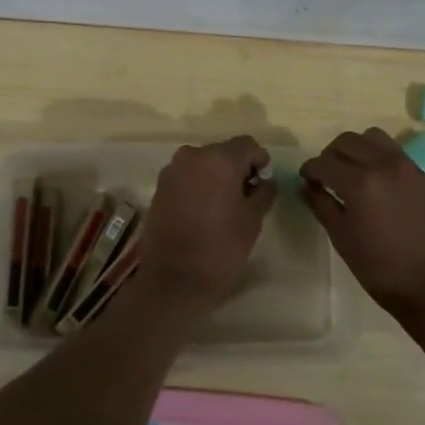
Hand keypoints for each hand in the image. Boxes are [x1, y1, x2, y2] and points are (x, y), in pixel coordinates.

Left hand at [139, 136, 276, 314]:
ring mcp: (172, 170)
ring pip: (203, 164)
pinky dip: (197, 186)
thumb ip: (263, 192)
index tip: (263, 184)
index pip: (248, 144)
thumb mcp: (252, 220)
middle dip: (237, 169)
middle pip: (223, 152)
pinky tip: (202, 212)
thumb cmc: (221, 248)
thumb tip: (265, 181)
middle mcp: (193, 155)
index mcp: (219, 159)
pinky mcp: (159, 187)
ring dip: (215, 177)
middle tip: (246, 197)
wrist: (174, 279)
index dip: (259, 161)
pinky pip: (186, 177)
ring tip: (223, 206)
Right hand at [300, 127, 424, 327]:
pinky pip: (398, 155)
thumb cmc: (382, 270)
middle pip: (348, 140)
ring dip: (358, 149)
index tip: (307, 180)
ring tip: (356, 172)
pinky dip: (382, 161)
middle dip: (331, 154)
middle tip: (328, 175)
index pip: (324, 162)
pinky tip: (383, 187)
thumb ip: (321, 206)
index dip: (310, 170)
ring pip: (375, 138)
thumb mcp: (343, 239)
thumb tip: (305, 187)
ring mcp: (410, 168)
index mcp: (360, 182)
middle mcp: (385, 165)